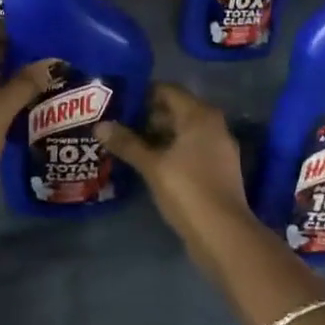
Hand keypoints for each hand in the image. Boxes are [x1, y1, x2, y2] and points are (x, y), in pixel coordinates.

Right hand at [97, 84, 251, 245]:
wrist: (224, 234)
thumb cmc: (188, 190)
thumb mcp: (152, 166)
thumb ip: (127, 143)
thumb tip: (100, 125)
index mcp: (200, 115)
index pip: (168, 91)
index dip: (142, 93)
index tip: (118, 101)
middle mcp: (213, 125)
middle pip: (175, 110)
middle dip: (147, 116)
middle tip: (117, 122)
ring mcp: (218, 148)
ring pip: (182, 132)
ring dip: (157, 136)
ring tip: (127, 142)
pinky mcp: (218, 169)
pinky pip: (190, 149)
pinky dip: (170, 151)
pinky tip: (148, 163)